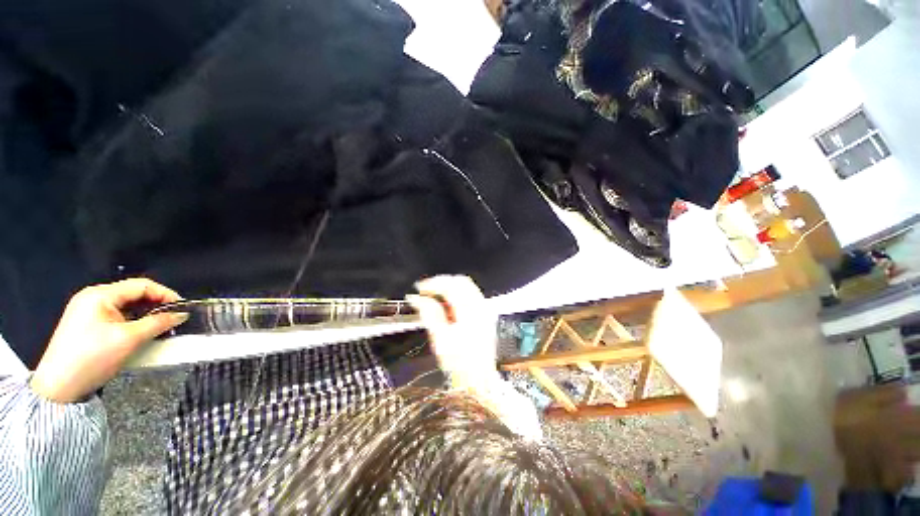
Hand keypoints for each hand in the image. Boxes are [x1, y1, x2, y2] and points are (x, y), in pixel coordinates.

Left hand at [30, 278, 187, 402]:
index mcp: (100, 295)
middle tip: (173, 319)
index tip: (182, 308)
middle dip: (156, 305)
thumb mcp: (129, 339)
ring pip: (126, 307)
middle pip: (133, 294)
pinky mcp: (87, 325)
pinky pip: (117, 317)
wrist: (59, 387)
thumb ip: (158, 323)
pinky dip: (133, 323)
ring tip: (160, 327)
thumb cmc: (92, 358)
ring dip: (145, 315)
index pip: (141, 285)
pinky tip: (141, 333)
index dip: (165, 294)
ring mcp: (88, 311)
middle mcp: (93, 298)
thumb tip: (181, 315)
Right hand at [406, 275, 497, 384]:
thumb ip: (429, 314)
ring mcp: (485, 309)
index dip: (433, 284)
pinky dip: (457, 294)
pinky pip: (471, 294)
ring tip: (433, 297)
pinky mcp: (485, 314)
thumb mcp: (440, 339)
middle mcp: (481, 307)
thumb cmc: (459, 364)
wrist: (479, 380)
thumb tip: (416, 298)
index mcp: (471, 312)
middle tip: (425, 292)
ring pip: (467, 286)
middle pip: (461, 281)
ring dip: (449, 287)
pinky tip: (446, 304)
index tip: (418, 289)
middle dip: (442, 283)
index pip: (452, 286)